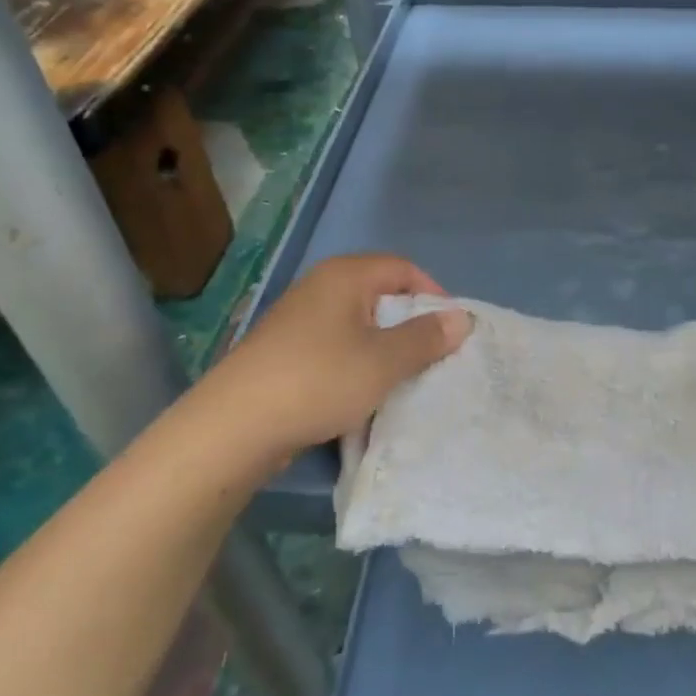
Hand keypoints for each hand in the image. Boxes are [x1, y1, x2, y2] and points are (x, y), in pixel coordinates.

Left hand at [199, 254, 470, 467]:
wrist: (234, 426)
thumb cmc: (319, 380)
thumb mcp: (384, 361)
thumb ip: (426, 338)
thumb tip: (461, 319)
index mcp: (346, 276)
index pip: (404, 268)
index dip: (434, 295)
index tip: (451, 331)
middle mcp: (320, 286)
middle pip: (381, 294)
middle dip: (411, 324)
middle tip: (433, 357)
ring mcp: (298, 318)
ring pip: (358, 324)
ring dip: (384, 347)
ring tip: (402, 379)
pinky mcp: (284, 350)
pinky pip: (335, 346)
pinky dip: (356, 362)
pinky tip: (362, 394)